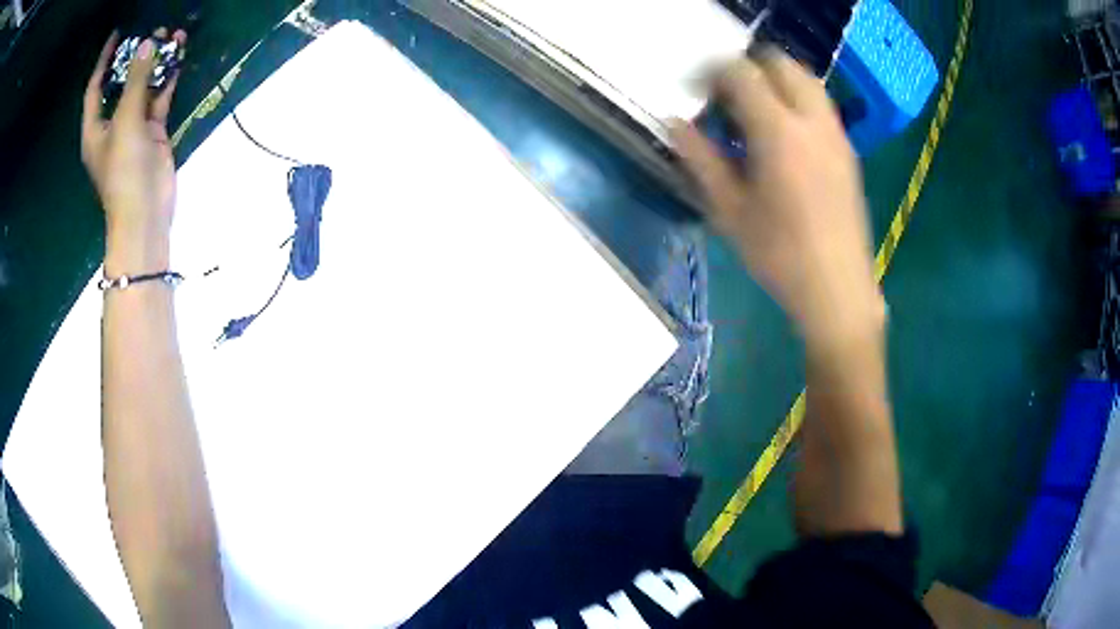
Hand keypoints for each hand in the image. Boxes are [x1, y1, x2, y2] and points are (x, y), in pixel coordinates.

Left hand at [82, 28, 186, 275]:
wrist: (146, 213)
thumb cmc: (124, 171)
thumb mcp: (126, 122)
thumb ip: (136, 81)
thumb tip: (147, 42)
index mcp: (96, 128)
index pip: (96, 87)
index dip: (104, 60)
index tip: (118, 33)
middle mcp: (112, 124)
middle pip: (122, 83)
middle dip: (137, 56)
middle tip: (154, 30)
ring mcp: (134, 128)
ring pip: (144, 88)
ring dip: (157, 64)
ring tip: (174, 37)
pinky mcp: (153, 132)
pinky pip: (159, 99)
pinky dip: (168, 81)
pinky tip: (178, 61)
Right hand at [671, 51, 884, 347]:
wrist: (838, 289)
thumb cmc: (780, 255)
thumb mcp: (729, 210)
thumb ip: (700, 159)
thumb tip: (675, 123)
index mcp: (779, 132)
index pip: (742, 73)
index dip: (713, 72)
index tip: (696, 89)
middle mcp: (812, 121)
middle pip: (781, 63)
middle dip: (749, 66)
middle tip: (726, 93)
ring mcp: (836, 133)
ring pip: (806, 79)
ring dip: (776, 79)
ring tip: (755, 108)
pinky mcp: (848, 150)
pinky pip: (820, 104)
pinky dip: (797, 99)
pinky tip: (784, 133)